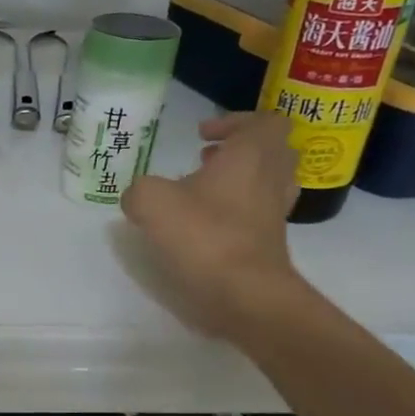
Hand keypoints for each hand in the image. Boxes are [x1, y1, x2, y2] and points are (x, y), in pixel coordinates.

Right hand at [120, 111, 307, 340]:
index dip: (234, 121)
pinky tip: (205, 223)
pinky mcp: (270, 241)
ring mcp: (275, 212)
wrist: (245, 294)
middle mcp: (271, 178)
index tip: (203, 135)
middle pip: (272, 149)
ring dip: (240, 178)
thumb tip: (138, 197)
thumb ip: (139, 190)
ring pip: (268, 181)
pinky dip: (237, 209)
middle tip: (205, 159)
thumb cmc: (204, 236)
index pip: (265, 120)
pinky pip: (259, 211)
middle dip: (239, 149)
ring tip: (203, 190)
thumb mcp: (151, 202)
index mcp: (251, 155)